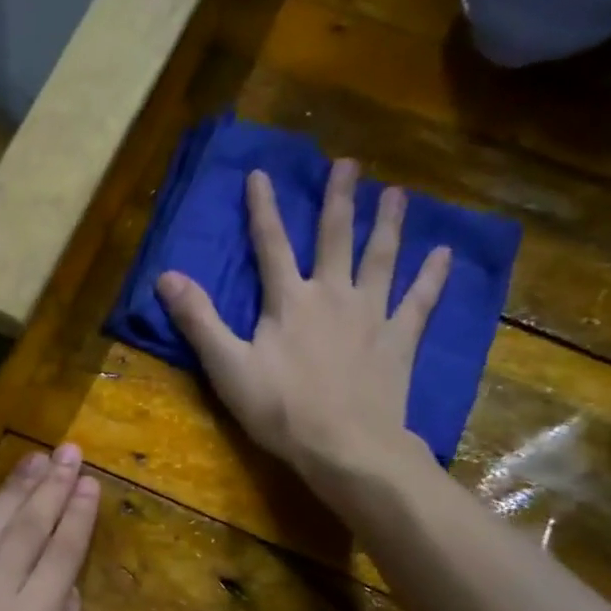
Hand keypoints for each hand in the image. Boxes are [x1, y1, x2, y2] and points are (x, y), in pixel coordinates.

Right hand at [155, 160, 450, 498]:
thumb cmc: (280, 409)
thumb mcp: (227, 367)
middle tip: (348, 164)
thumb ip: (199, 320)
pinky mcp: (398, 341)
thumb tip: (166, 276)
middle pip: (335, 238)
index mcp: (288, 301)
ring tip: (396, 194)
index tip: (261, 173)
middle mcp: (332, 295)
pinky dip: (432, 277)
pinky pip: (419, 301)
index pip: (271, 244)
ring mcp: (371, 316)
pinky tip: (444, 254)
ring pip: (380, 259)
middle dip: (338, 199)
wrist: (345, 446)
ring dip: (387, 224)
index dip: (263, 208)